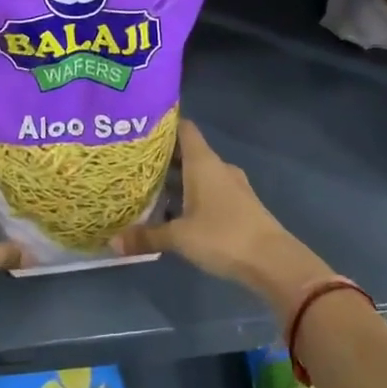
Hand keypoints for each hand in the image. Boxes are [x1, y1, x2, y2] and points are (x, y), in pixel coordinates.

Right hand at [116, 120, 330, 319]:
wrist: (273, 261)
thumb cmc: (223, 236)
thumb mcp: (179, 238)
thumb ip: (147, 237)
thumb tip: (112, 242)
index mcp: (203, 162)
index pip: (184, 129)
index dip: (163, 125)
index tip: (139, 128)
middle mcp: (218, 167)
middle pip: (188, 152)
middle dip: (163, 157)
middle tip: (133, 163)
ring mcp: (232, 186)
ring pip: (198, 174)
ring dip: (177, 179)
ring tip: (147, 188)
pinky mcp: (239, 205)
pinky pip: (209, 191)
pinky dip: (191, 195)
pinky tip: (174, 211)